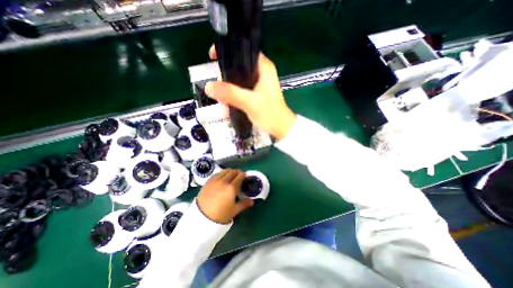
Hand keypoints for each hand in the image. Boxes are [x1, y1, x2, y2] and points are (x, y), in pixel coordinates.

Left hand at [196, 170, 252, 222]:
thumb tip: (252, 201)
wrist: (201, 218)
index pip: (240, 176)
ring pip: (224, 171)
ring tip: (231, 175)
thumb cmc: (220, 215)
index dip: (243, 174)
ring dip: (229, 171)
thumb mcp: (234, 210)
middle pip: (232, 172)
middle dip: (237, 172)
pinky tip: (222, 178)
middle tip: (239, 175)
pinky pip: (217, 174)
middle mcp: (224, 181)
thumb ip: (244, 204)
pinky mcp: (208, 181)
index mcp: (232, 188)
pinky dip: (222, 173)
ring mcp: (215, 180)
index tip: (245, 176)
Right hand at [205, 45, 295, 140]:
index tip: (212, 58)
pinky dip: (233, 95)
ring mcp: (259, 83)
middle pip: (238, 66)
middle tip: (220, 92)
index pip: (243, 50)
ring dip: (228, 89)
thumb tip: (208, 86)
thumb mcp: (249, 102)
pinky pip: (241, 89)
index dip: (227, 52)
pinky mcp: (256, 93)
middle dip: (226, 78)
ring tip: (223, 103)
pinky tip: (228, 105)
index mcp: (263, 67)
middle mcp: (261, 72)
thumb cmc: (270, 114)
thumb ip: (230, 93)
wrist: (280, 128)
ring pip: (238, 79)